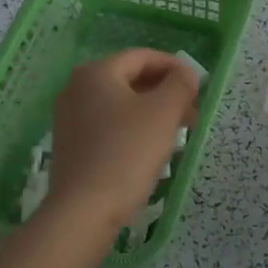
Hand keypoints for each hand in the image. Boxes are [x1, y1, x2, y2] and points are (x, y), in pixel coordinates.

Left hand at [46, 49, 198, 235]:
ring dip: (152, 111)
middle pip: (130, 78)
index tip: (198, 87)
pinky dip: (133, 127)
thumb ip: (181, 84)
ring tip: (177, 132)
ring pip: (120, 103)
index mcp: (96, 73)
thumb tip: (186, 74)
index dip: (175, 67)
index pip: (143, 56)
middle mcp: (76, 88)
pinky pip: (108, 124)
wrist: (84, 210)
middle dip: (165, 91)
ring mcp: (69, 118)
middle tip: (191, 112)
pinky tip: (150, 149)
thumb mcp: (164, 112)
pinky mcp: (71, 145)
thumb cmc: (127, 153)